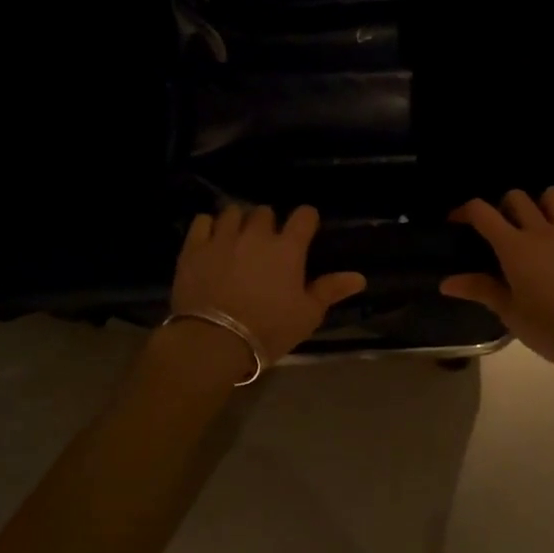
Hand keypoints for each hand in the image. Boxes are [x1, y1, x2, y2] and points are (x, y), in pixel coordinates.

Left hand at [171, 205, 366, 366]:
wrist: (213, 341)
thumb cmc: (267, 329)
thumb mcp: (307, 315)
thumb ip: (330, 290)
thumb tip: (359, 277)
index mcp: (288, 248)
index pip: (304, 215)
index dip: (306, 220)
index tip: (304, 231)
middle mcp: (257, 234)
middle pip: (265, 212)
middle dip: (268, 224)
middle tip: (266, 244)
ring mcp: (223, 237)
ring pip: (233, 212)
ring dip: (238, 222)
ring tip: (236, 239)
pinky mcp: (194, 246)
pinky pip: (203, 221)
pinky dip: (208, 227)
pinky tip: (210, 241)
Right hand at [441, 188, 553, 369]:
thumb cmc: (547, 328)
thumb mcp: (508, 312)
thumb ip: (479, 289)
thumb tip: (446, 283)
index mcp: (516, 247)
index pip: (483, 212)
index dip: (466, 211)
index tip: (458, 222)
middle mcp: (544, 232)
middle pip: (518, 198)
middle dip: (504, 207)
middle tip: (502, 229)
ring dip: (544, 203)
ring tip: (539, 221)